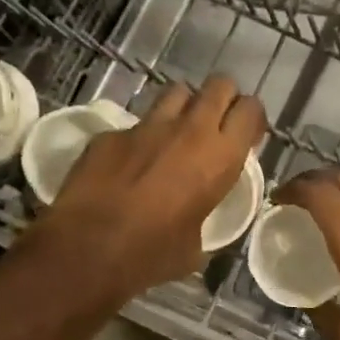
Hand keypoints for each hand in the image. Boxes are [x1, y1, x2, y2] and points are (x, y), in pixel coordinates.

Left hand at [26, 76, 265, 301]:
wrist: (88, 248)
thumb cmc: (152, 254)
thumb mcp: (196, 245)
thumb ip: (203, 218)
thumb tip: (195, 221)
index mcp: (220, 157)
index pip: (250, 109)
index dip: (251, 117)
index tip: (246, 134)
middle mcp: (190, 130)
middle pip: (219, 85)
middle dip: (222, 98)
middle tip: (215, 123)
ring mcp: (148, 126)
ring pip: (177, 91)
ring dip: (183, 107)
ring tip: (176, 132)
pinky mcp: (112, 132)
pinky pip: (135, 124)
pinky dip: (140, 137)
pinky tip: (129, 162)